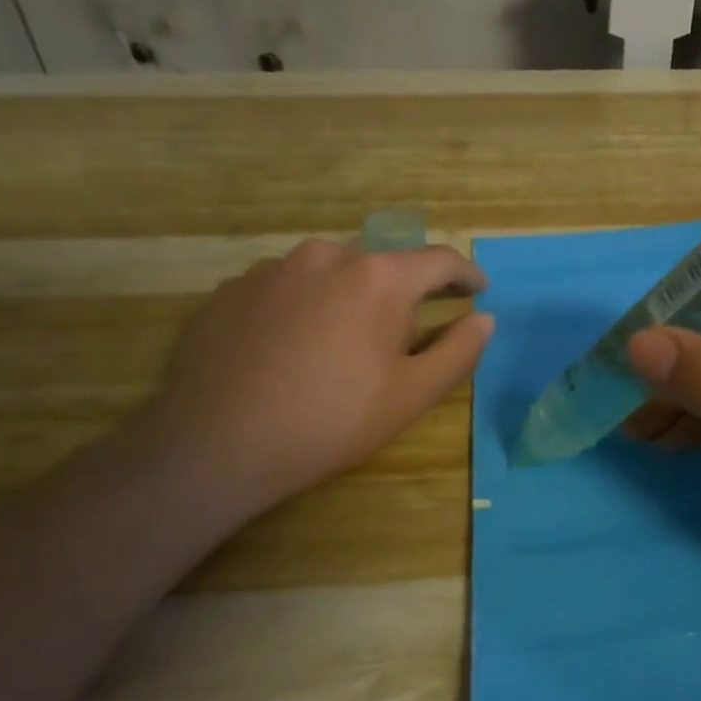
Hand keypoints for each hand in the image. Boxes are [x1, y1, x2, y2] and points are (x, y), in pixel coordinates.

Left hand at [143, 238, 491, 517]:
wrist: (215, 444)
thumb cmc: (330, 421)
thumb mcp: (410, 396)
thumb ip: (458, 352)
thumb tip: (484, 318)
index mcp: (378, 278)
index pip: (438, 260)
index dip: (466, 274)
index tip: (478, 289)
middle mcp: (325, 256)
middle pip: (381, 264)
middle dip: (402, 292)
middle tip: (403, 334)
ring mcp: (270, 269)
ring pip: (328, 272)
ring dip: (348, 296)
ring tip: (341, 342)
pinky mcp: (230, 291)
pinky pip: (284, 288)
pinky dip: (302, 307)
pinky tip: (290, 349)